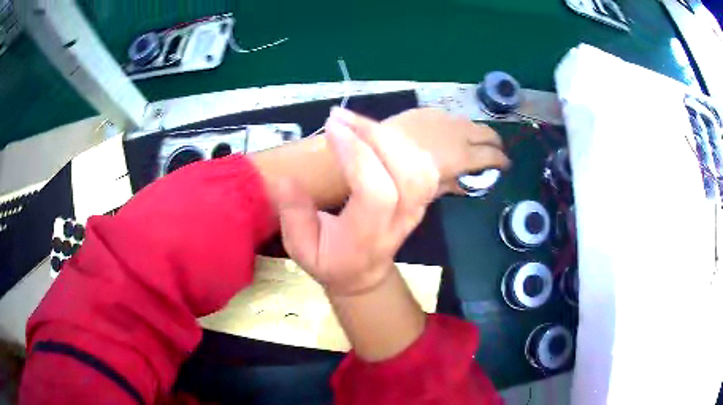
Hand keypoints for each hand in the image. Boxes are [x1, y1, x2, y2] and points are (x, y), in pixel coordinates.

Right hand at [274, 107, 440, 294]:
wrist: (365, 273)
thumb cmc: (331, 261)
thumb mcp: (301, 248)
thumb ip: (294, 216)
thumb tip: (288, 179)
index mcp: (368, 236)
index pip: (376, 192)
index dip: (357, 155)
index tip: (331, 128)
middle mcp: (400, 220)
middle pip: (406, 172)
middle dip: (374, 135)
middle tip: (339, 117)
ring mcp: (417, 208)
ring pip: (420, 164)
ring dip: (388, 135)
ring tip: (355, 122)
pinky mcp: (422, 197)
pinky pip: (423, 163)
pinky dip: (401, 142)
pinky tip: (375, 135)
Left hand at [382, 108, 508, 193]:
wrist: (375, 149)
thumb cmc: (403, 176)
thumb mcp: (432, 188)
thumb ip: (453, 184)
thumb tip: (466, 185)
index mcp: (461, 155)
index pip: (490, 156)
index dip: (501, 161)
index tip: (506, 164)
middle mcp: (457, 133)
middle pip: (485, 133)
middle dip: (495, 142)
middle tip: (496, 150)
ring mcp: (442, 118)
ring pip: (469, 122)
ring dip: (476, 131)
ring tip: (475, 140)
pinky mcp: (427, 111)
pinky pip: (449, 116)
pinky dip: (455, 124)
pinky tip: (449, 131)